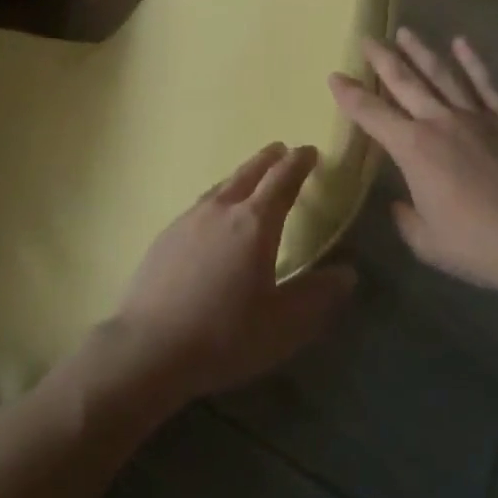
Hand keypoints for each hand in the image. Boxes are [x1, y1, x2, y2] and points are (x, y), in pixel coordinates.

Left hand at [106, 144, 356, 406]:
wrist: (148, 347)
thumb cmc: (224, 336)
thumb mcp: (284, 325)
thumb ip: (318, 296)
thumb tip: (348, 273)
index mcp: (254, 224)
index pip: (282, 180)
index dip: (299, 163)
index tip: (309, 151)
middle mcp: (221, 210)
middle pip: (248, 173)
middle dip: (268, 159)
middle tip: (281, 150)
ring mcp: (188, 220)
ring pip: (221, 186)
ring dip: (241, 175)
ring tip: (250, 177)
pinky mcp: (165, 236)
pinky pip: (200, 204)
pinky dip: (217, 197)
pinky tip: (213, 215)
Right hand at [330, 29, 497, 298]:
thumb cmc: (475, 244)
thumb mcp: (425, 240)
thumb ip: (407, 216)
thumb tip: (401, 203)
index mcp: (413, 149)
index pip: (371, 114)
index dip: (349, 95)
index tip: (334, 76)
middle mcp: (439, 122)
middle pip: (405, 82)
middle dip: (382, 59)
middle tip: (367, 38)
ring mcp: (475, 118)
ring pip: (442, 75)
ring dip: (421, 52)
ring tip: (405, 32)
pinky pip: (485, 85)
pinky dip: (472, 63)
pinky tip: (461, 43)